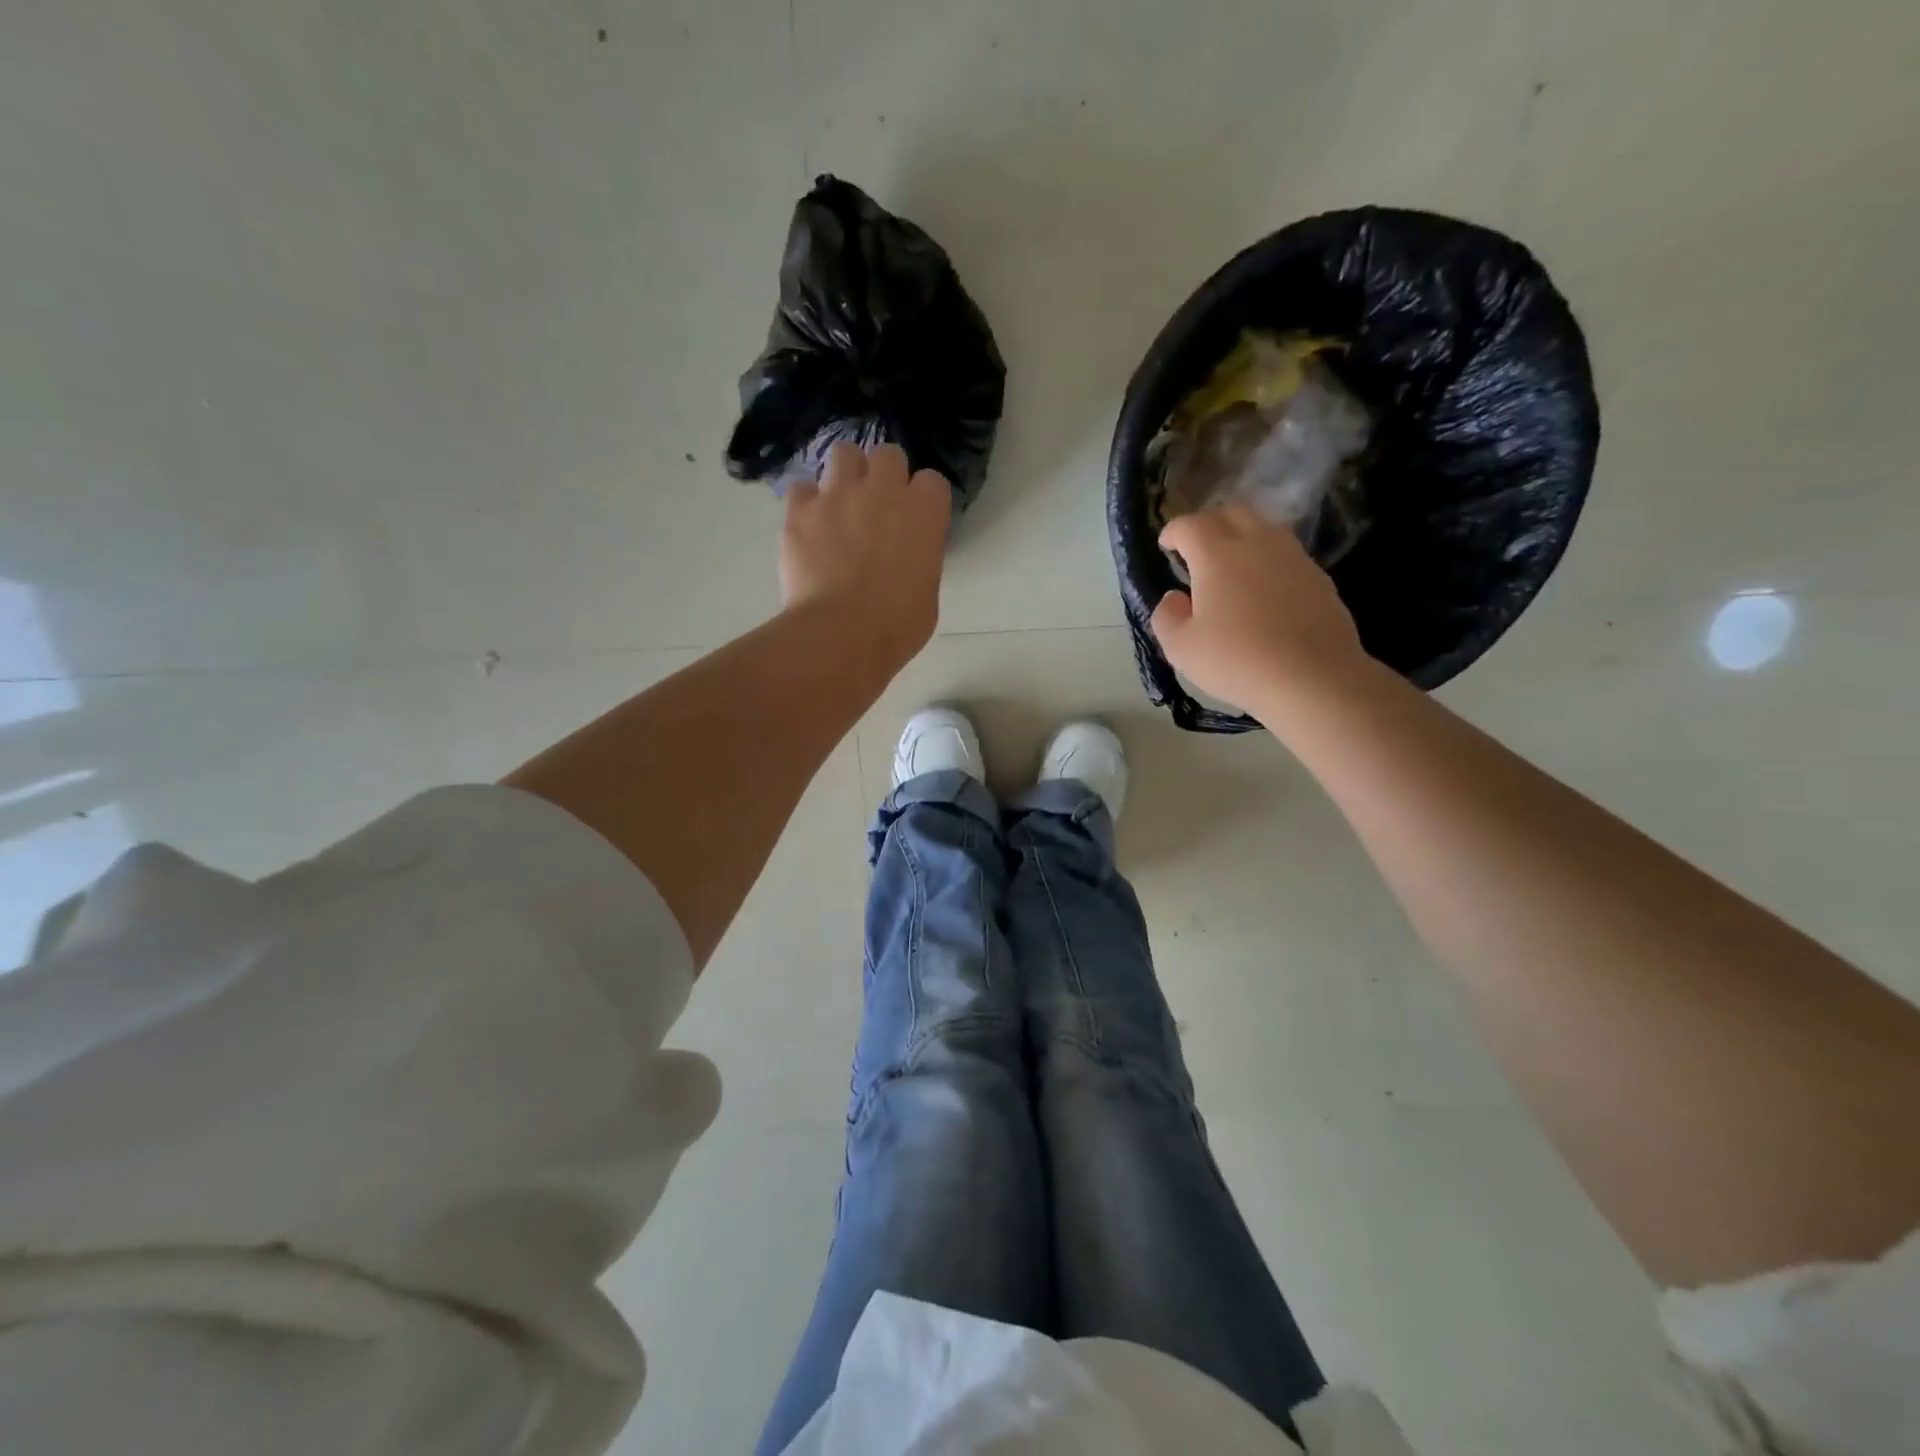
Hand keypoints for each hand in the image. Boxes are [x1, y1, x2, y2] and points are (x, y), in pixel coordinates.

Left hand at [780, 442, 951, 669]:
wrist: (841, 634)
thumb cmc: (896, 625)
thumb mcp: (927, 592)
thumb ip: (920, 560)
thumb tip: (906, 558)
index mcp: (924, 513)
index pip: (932, 481)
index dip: (923, 500)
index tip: (916, 520)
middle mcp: (883, 491)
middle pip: (888, 454)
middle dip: (884, 474)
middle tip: (877, 506)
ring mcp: (838, 494)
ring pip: (844, 454)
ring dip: (846, 474)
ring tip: (841, 503)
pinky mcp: (800, 510)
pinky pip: (802, 488)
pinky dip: (807, 503)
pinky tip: (810, 525)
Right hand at [1151, 504, 1365, 710]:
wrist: (1313, 677)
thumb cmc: (1236, 660)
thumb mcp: (1181, 648)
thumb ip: (1167, 616)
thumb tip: (1175, 597)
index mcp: (1216, 554)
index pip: (1190, 525)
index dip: (1173, 531)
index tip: (1166, 545)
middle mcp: (1256, 542)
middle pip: (1231, 513)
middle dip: (1209, 523)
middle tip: (1198, 548)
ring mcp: (1293, 557)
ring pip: (1264, 528)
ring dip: (1242, 537)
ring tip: (1232, 565)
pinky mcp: (1318, 577)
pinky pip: (1286, 554)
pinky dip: (1268, 561)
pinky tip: (1264, 590)